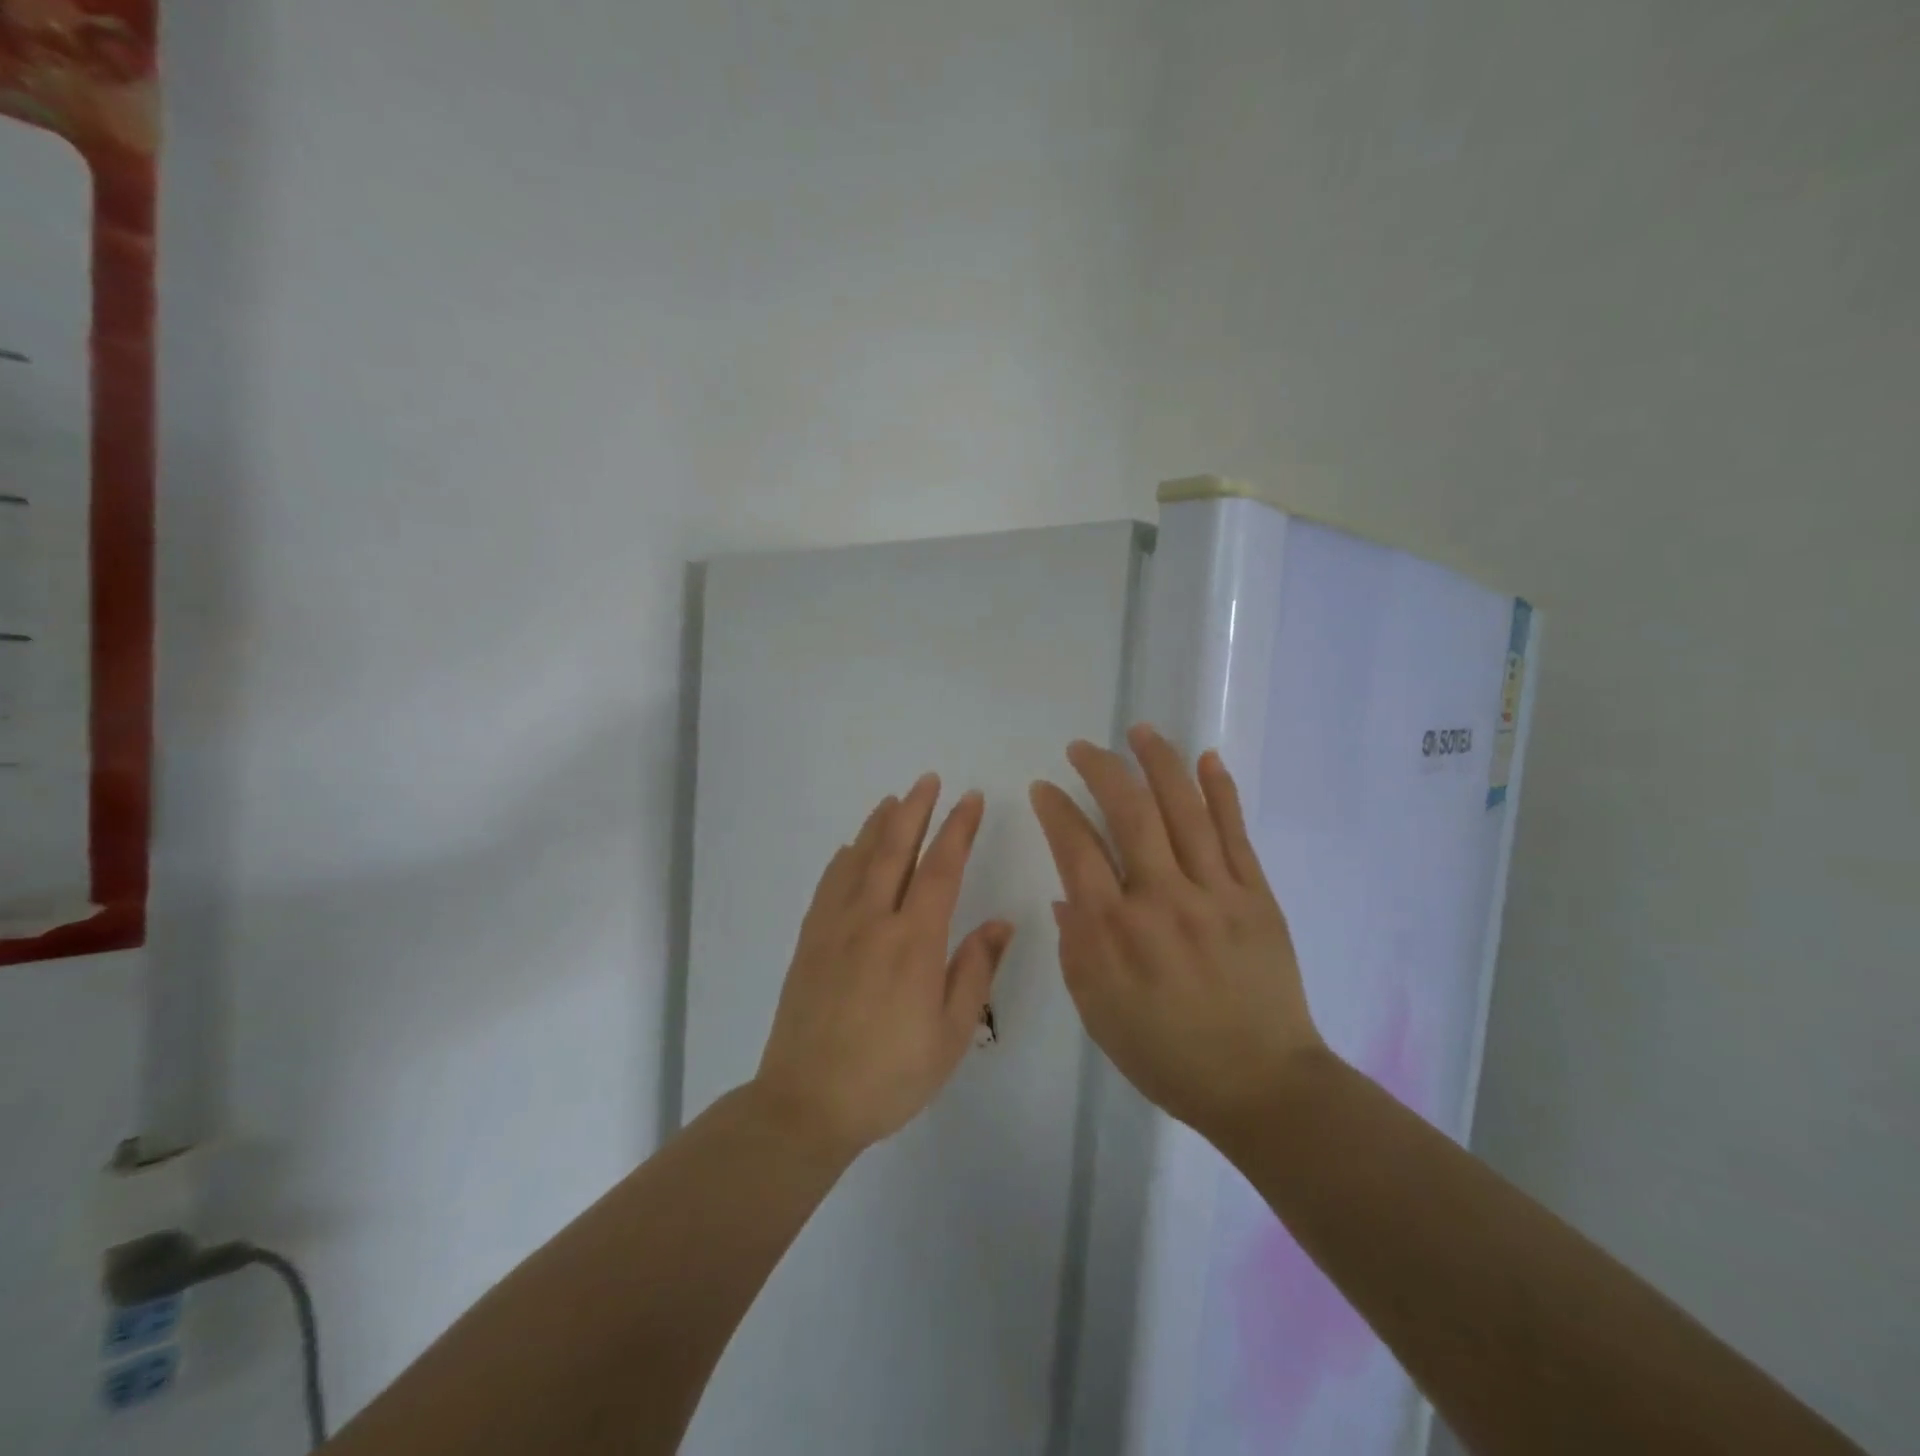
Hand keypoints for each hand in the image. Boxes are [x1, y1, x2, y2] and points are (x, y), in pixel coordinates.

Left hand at [755, 774, 1013, 1157]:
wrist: (807, 1103)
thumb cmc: (890, 1075)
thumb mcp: (951, 1034)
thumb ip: (975, 971)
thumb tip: (1001, 922)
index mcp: (913, 942)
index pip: (942, 868)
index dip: (958, 829)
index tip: (971, 799)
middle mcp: (872, 921)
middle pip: (895, 849)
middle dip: (916, 809)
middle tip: (929, 779)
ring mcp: (834, 927)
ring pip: (858, 859)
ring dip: (878, 824)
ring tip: (894, 800)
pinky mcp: (810, 940)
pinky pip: (829, 884)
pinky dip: (844, 858)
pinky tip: (850, 849)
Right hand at [1029, 725, 1322, 1139]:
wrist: (1260, 1084)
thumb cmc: (1165, 1054)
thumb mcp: (1097, 1011)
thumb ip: (1077, 947)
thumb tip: (1070, 893)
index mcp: (1113, 932)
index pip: (1076, 848)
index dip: (1057, 809)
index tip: (1045, 787)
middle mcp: (1161, 900)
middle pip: (1129, 813)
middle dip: (1101, 770)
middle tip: (1083, 748)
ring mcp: (1214, 893)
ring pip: (1183, 810)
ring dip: (1159, 763)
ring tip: (1140, 731)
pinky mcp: (1255, 896)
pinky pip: (1235, 833)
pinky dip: (1221, 791)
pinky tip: (1207, 759)